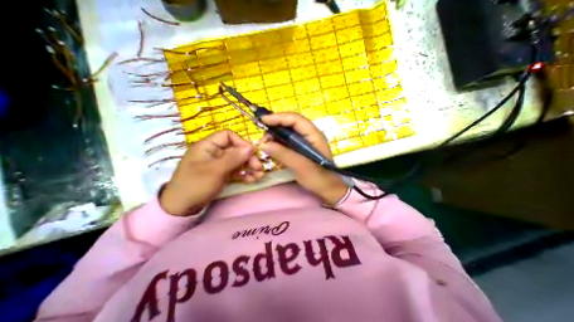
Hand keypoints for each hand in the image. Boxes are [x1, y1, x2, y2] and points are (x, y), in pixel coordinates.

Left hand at [157, 130, 263, 216]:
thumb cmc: (195, 185)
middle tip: (259, 168)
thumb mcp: (215, 170)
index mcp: (208, 146)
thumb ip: (234, 158)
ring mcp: (219, 164)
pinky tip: (251, 180)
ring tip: (259, 175)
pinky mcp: (221, 174)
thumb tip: (251, 147)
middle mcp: (214, 153)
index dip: (241, 142)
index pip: (228, 136)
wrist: (181, 208)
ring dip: (249, 167)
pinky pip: (235, 171)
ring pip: (238, 161)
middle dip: (249, 158)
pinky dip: (244, 174)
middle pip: (236, 150)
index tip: (252, 152)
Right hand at [260, 112, 343, 204]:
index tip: (263, 120)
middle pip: (290, 124)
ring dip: (275, 137)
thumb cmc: (318, 177)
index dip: (279, 117)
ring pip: (287, 133)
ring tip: (265, 146)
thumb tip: (263, 144)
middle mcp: (309, 135)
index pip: (295, 119)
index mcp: (313, 135)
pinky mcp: (300, 149)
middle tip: (263, 139)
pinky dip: (278, 145)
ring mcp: (305, 142)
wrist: (327, 189)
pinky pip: (287, 143)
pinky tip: (272, 151)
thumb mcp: (300, 166)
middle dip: (275, 128)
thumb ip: (283, 154)